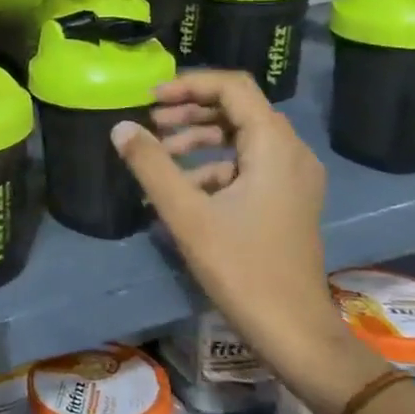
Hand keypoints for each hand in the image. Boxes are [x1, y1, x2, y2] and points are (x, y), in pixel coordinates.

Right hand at [111, 70, 385, 413]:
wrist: (293, 329)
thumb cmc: (241, 267)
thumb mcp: (186, 213)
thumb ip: (151, 165)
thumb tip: (121, 127)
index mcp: (274, 147)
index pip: (233, 88)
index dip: (189, 84)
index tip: (150, 99)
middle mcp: (291, 153)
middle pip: (238, 109)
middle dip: (190, 111)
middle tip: (151, 124)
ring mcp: (293, 178)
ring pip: (241, 138)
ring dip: (198, 138)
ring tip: (159, 156)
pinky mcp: (287, 201)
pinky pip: (247, 165)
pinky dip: (212, 166)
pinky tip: (181, 190)